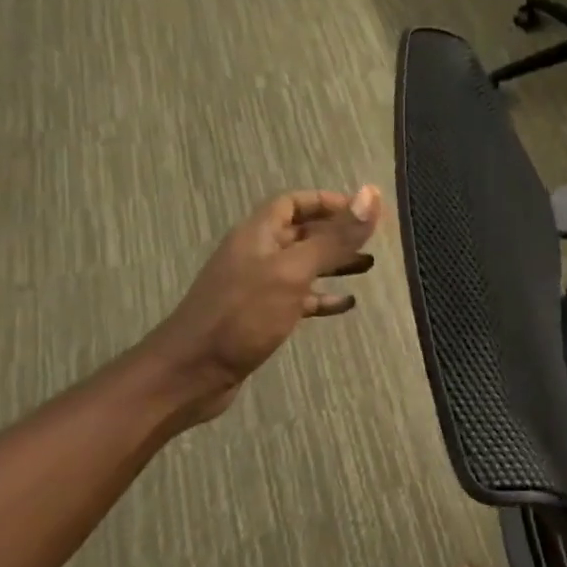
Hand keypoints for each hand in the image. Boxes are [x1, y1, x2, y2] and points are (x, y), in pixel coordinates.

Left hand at [145, 186, 381, 421]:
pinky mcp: (262, 316)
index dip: (327, 201)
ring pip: (303, 265)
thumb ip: (333, 238)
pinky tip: (347, 304)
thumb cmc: (243, 315)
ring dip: (334, 264)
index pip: (294, 202)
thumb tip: (371, 194)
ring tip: (369, 266)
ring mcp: (258, 287)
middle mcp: (257, 254)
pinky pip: (299, 299)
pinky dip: (324, 298)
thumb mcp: (293, 272)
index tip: (362, 210)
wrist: (193, 371)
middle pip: (301, 233)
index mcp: (258, 234)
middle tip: (373, 239)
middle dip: (336, 233)